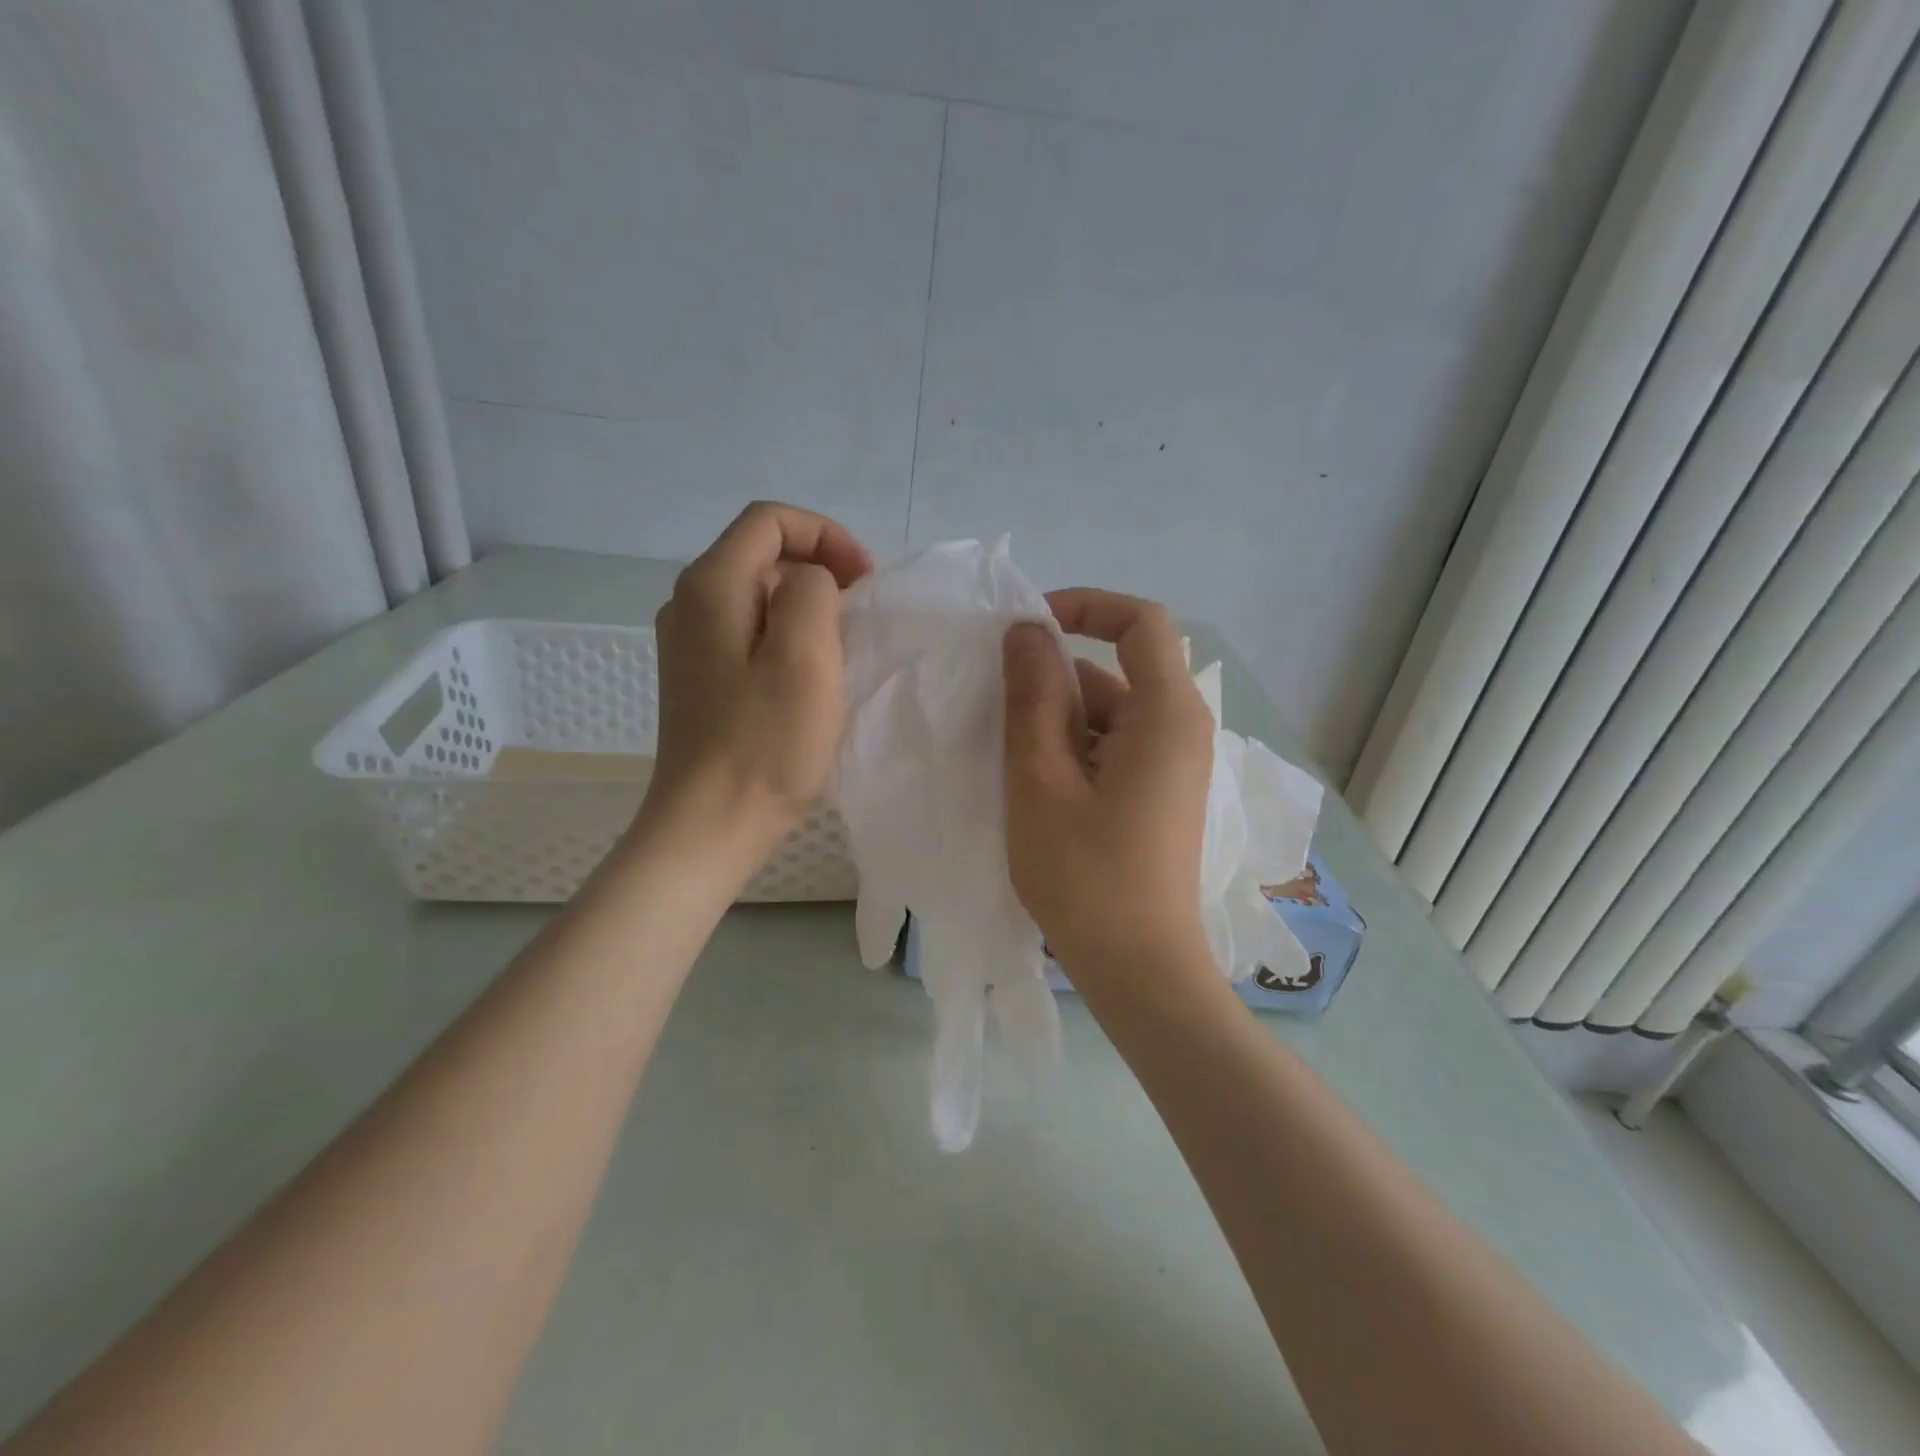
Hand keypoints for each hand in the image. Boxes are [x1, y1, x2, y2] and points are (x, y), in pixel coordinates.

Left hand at [641, 501, 871, 866]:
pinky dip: (786, 637)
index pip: (770, 521)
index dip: (826, 536)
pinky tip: (808, 678)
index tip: (865, 581)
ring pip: (758, 596)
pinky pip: (749, 633)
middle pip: (762, 554)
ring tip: (842, 646)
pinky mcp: (699, 678)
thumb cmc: (764, 743)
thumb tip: (811, 585)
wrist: (710, 825)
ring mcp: (688, 644)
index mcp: (711, 586)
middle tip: (861, 614)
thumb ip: (813, 592)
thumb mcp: (805, 655)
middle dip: (820, 569)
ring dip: (807, 606)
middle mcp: (688, 603)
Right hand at [1001, 588, 1215, 988]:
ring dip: (1058, 722)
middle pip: (1117, 671)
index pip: (1140, 621)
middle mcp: (1183, 729)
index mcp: (1167, 713)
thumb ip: (1034, 696)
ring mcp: (1175, 765)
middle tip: (996, 714)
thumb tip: (1028, 630)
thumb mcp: (1042, 779)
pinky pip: (1116, 747)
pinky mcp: (1162, 794)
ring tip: (1010, 762)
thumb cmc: (1085, 875)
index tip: (1027, 628)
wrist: (1140, 970)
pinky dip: (1075, 751)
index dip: (1084, 606)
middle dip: (1054, 681)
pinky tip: (1038, 788)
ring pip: (1110, 714)